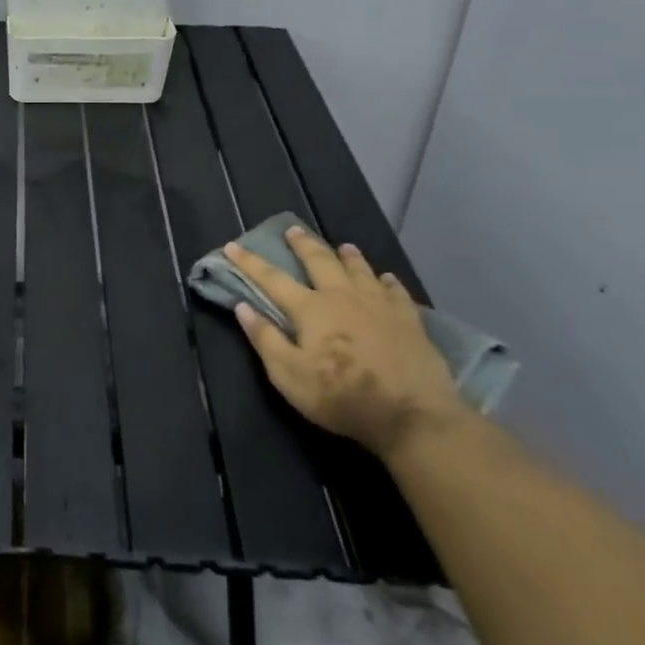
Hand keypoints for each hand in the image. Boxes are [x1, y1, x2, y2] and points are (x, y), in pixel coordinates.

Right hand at [225, 225, 463, 458]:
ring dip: (348, 256)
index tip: (232, 246)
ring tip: (343, 246)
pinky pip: (396, 291)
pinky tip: (387, 279)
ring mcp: (379, 305)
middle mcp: (343, 296)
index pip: (272, 279)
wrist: (412, 414)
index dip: (249, 262)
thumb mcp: (289, 375)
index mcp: (311, 308)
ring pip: (360, 270)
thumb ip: (265, 339)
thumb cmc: (341, 396)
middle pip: (320, 261)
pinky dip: (388, 282)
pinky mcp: (409, 320)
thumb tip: (242, 307)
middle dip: (303, 244)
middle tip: (293, 229)